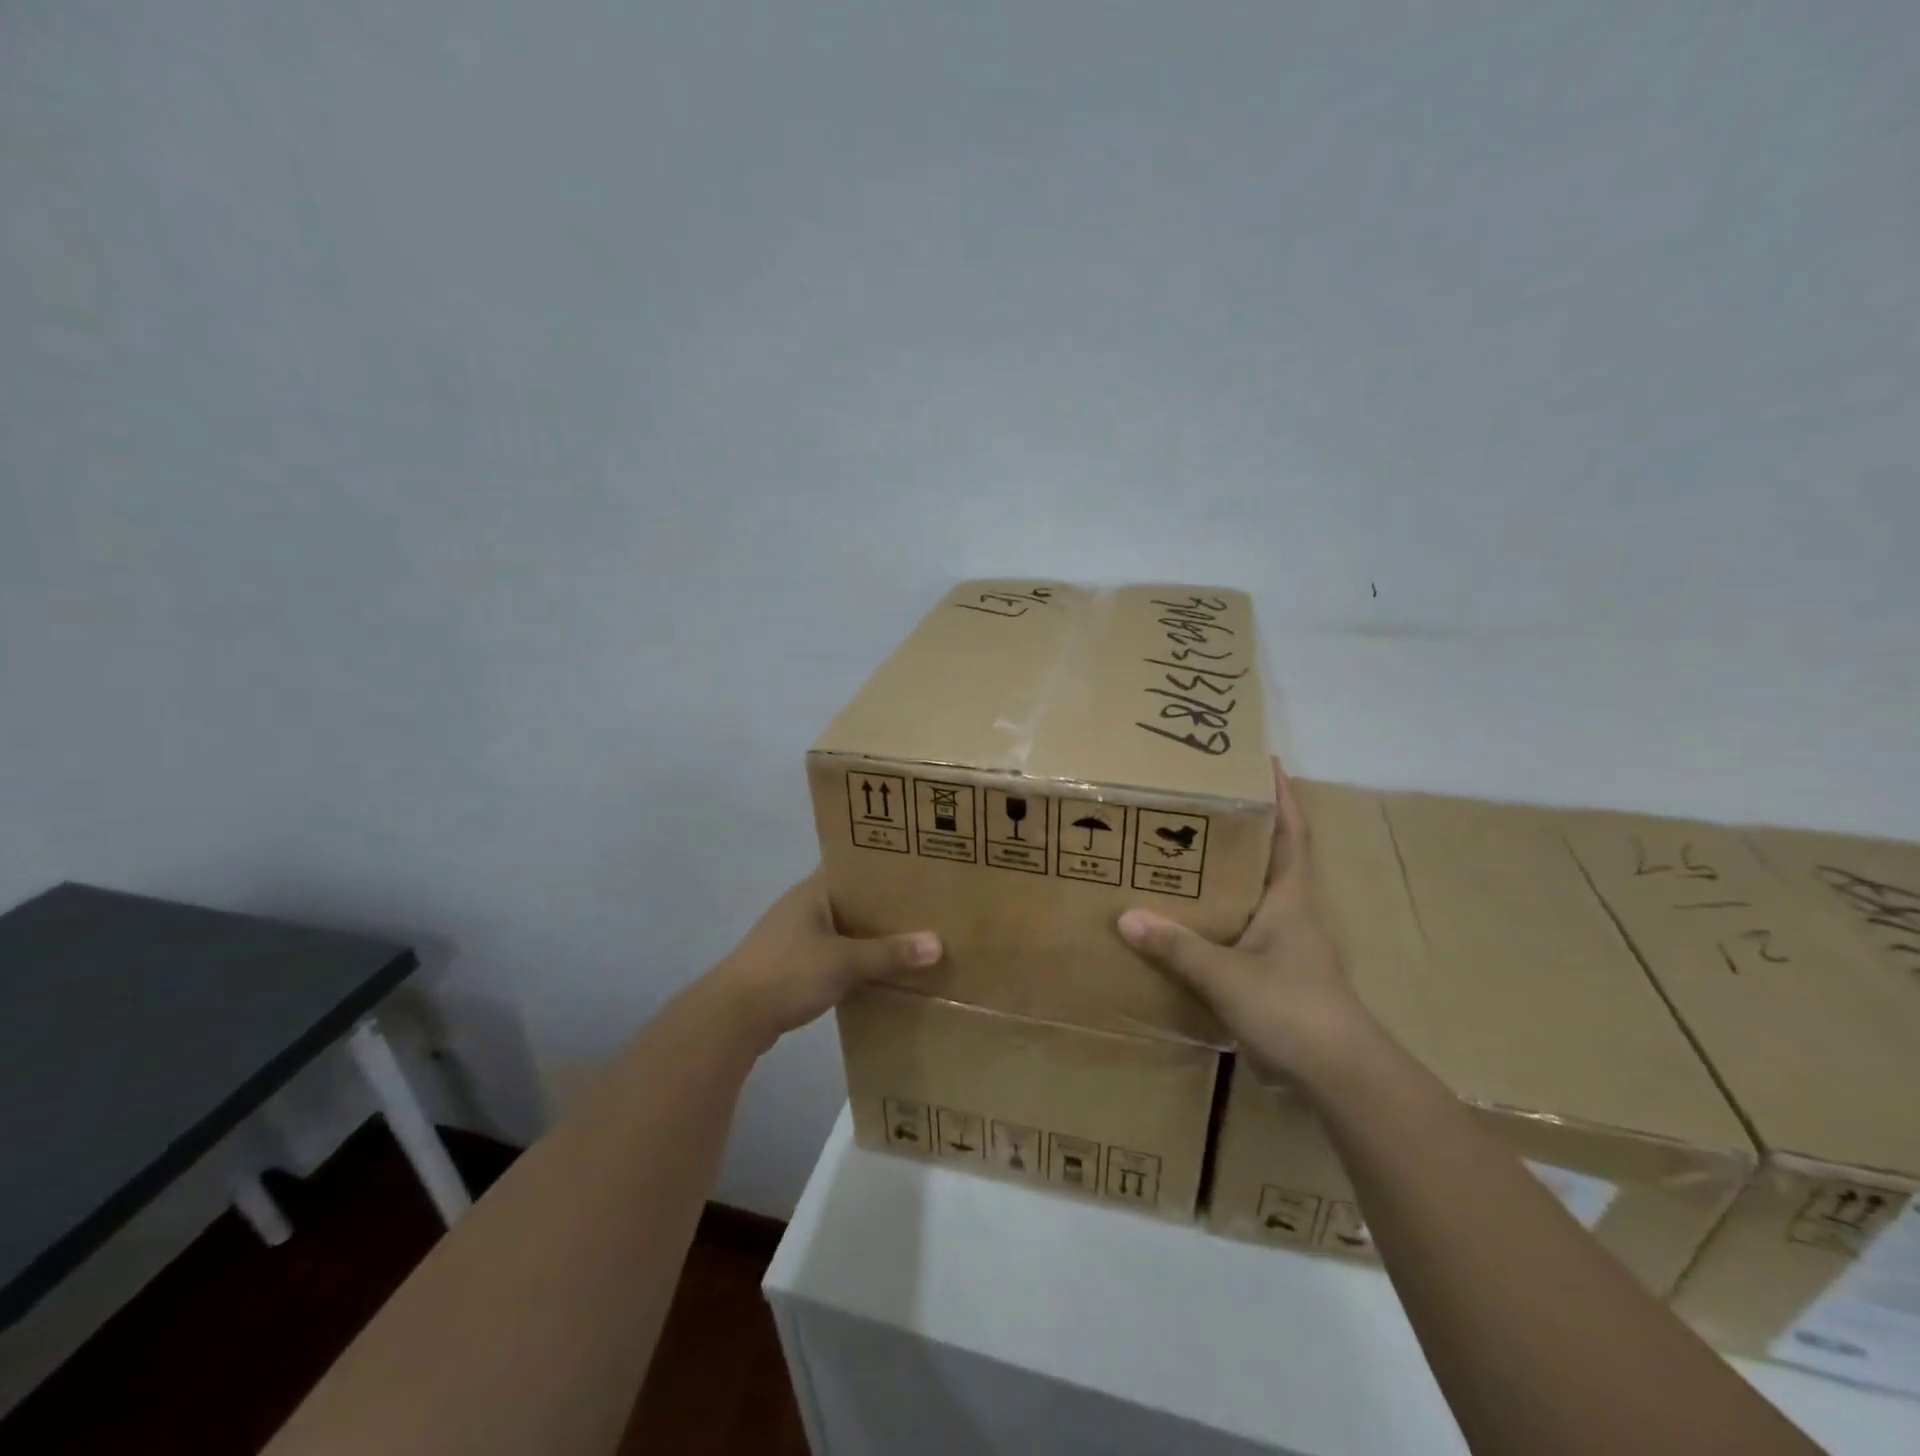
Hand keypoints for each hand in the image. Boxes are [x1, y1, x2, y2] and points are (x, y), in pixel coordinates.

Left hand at [708, 871, 941, 1050]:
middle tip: (925, 908)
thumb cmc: (788, 973)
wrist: (732, 1018)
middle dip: (883, 906)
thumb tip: (937, 944)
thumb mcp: (845, 962)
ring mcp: (793, 936)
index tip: (918, 871)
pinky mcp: (789, 964)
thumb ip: (889, 953)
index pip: (853, 867)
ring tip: (908, 939)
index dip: (883, 868)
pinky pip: (831, 953)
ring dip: (868, 935)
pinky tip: (877, 970)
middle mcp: (802, 906)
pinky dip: (852, 958)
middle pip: (851, 899)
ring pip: (841, 928)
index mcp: (812, 891)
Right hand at [1117, 760, 1370, 1082]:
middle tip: (1201, 804)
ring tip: (1186, 852)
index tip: (1265, 763)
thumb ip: (1177, 946)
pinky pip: (1242, 929)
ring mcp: (1287, 945)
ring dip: (1230, 871)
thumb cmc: (1293, 1008)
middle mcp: (1291, 913)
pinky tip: (1191, 918)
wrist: (1340, 1075)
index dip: (1282, 797)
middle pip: (1270, 858)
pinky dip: (1221, 915)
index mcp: (1290, 898)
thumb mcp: (1227, 975)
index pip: (1291, 834)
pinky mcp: (1278, 974)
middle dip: (1245, 827)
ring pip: (1254, 895)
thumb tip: (1126, 916)